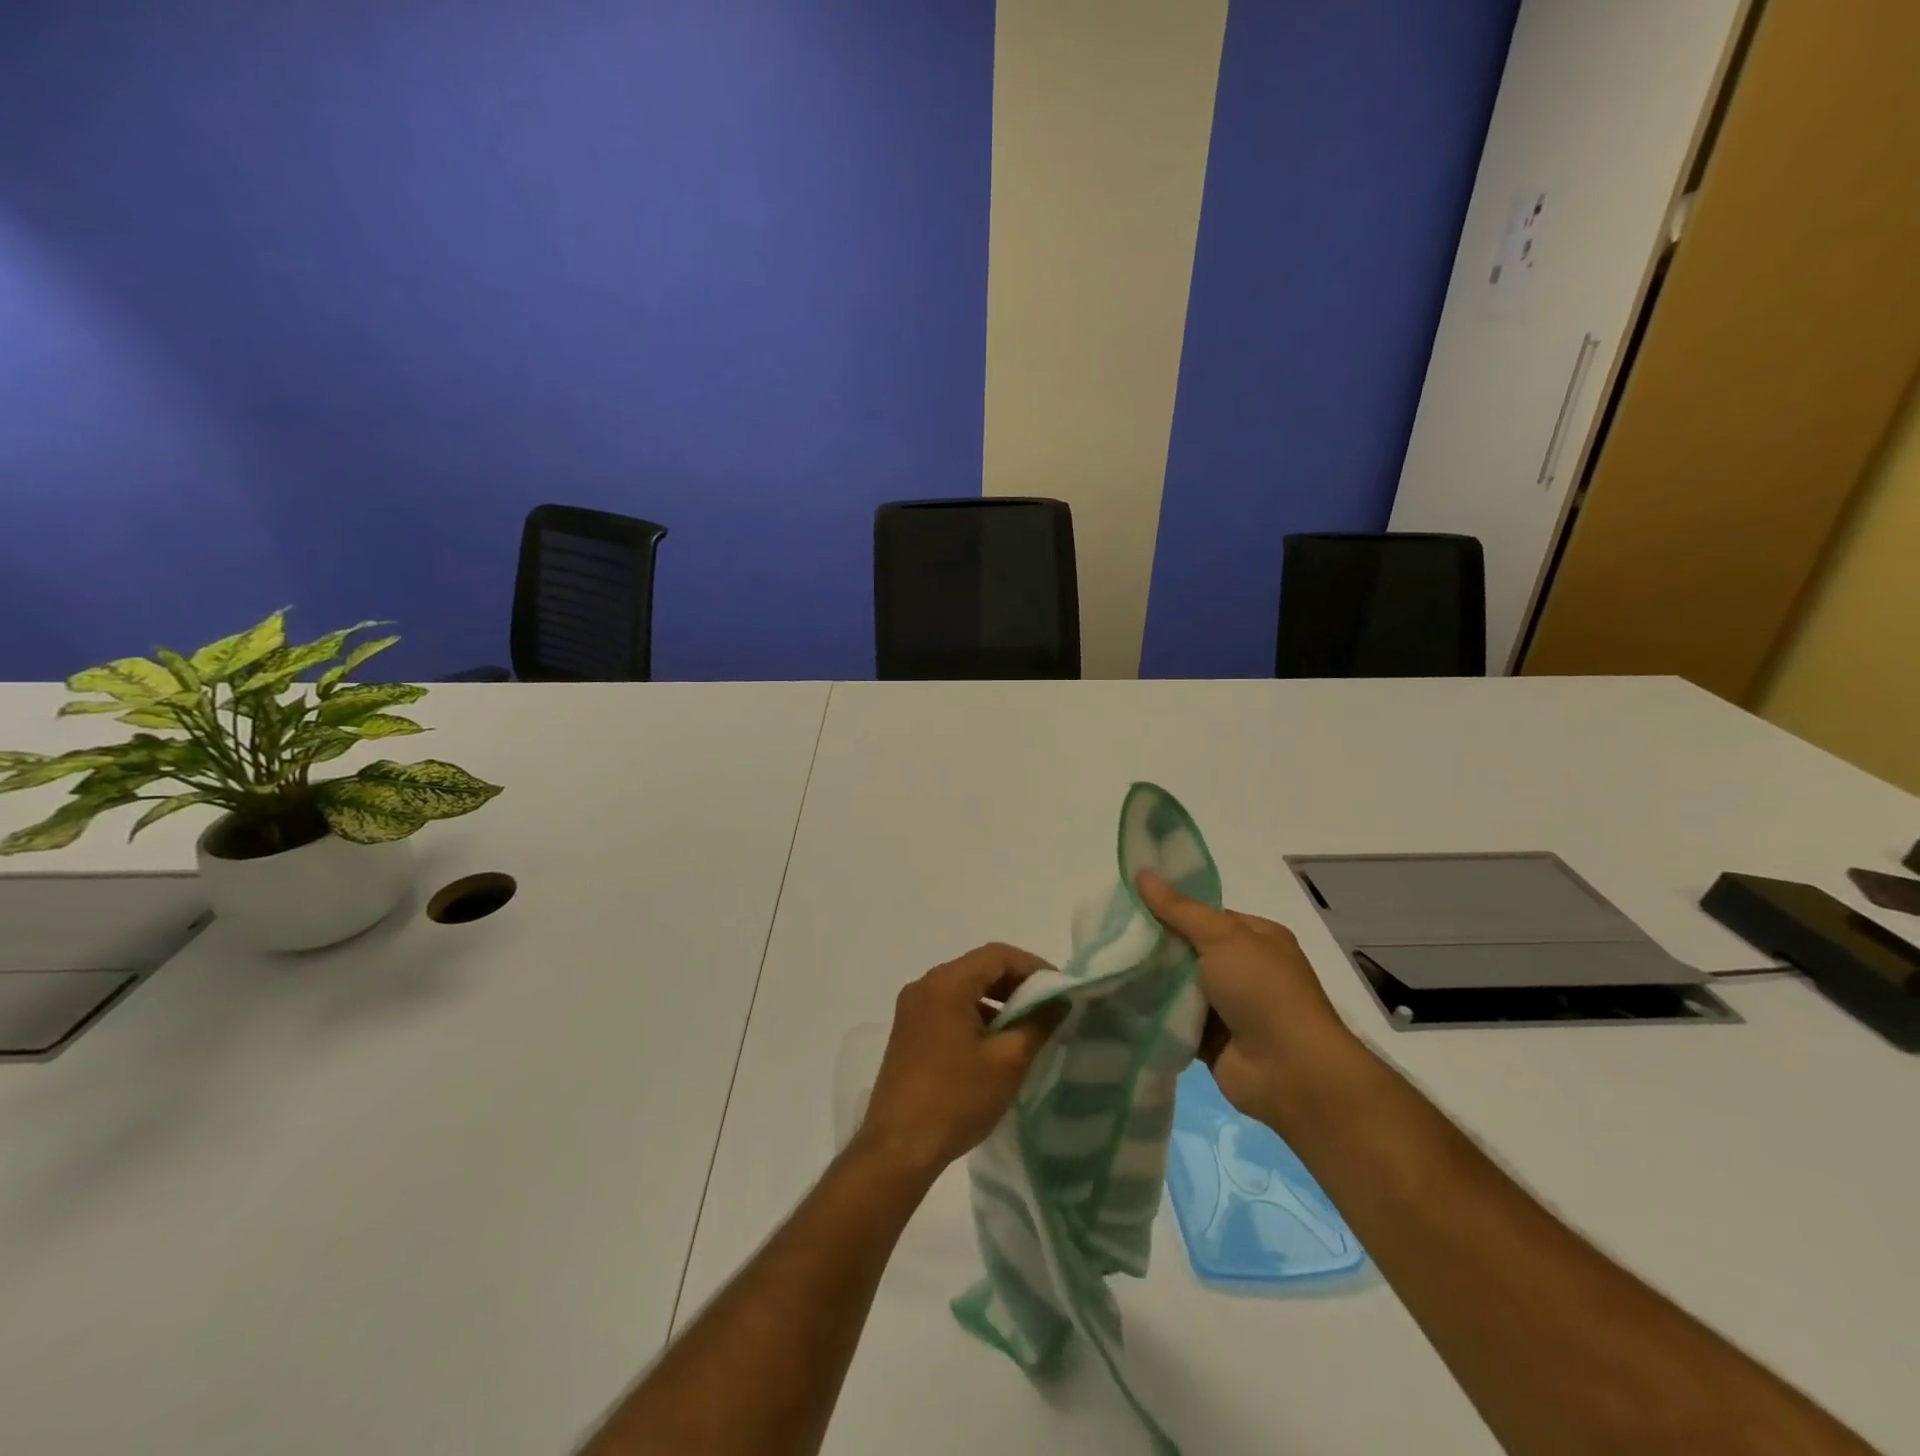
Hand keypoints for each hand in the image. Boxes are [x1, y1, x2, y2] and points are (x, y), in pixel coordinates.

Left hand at [852, 944, 1062, 1182]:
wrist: (899, 1148)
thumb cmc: (956, 1099)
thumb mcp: (1008, 1061)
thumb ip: (1038, 1023)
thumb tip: (1059, 1001)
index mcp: (946, 983)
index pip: (998, 955)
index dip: (1034, 967)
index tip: (1061, 990)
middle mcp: (925, 985)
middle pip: (979, 968)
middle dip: (1017, 983)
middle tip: (1049, 1007)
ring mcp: (912, 1008)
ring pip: (964, 988)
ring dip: (997, 1000)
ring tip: (1028, 1027)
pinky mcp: (908, 1031)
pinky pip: (949, 1007)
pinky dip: (976, 1014)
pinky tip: (996, 1043)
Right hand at [1136, 870, 1365, 1124]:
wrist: (1291, 1072)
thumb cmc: (1263, 991)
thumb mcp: (1221, 937)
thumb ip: (1178, 909)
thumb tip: (1141, 872)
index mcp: (1256, 938)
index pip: (1206, 916)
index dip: (1170, 909)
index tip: (1130, 906)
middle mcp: (1244, 970)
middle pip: (1189, 950)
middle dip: (1156, 946)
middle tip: (1112, 938)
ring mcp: (1229, 1007)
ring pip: (1179, 985)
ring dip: (1152, 981)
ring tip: (1107, 967)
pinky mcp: (1211, 1040)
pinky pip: (1175, 1018)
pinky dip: (1154, 1013)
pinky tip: (1119, 1001)